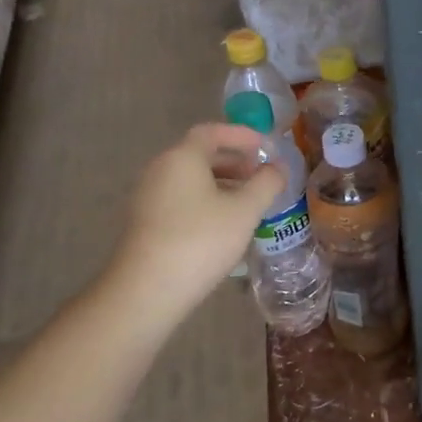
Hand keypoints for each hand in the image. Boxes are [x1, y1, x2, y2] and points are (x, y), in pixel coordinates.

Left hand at [109, 123, 284, 323]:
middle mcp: (160, 169)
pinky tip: (224, 225)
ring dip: (221, 184)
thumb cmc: (201, 241)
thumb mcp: (245, 211)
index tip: (266, 147)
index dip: (242, 135)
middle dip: (234, 162)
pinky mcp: (145, 222)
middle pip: (200, 155)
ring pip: (190, 179)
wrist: (147, 290)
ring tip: (248, 202)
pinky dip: (205, 201)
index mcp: (182, 157)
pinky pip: (180, 199)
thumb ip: (266, 184)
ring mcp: (148, 196)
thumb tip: (277, 168)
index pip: (213, 132)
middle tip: (261, 176)